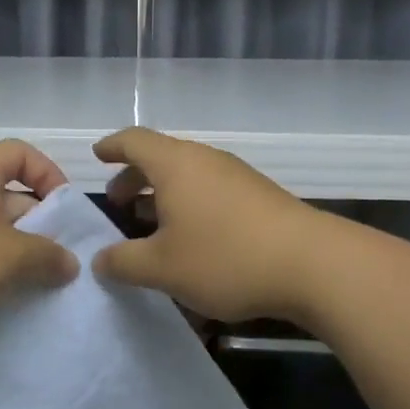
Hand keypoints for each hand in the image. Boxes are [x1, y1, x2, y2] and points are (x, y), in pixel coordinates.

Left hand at [0, 139, 78, 362]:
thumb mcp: (10, 258)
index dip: (49, 174)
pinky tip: (4, 300)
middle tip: (61, 259)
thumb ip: (48, 256)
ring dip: (15, 255)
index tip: (66, 211)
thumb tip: (69, 263)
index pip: (20, 153)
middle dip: (37, 224)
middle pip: (7, 195)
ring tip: (39, 285)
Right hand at [92, 127, 324, 323]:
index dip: (112, 147)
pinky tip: (193, 241)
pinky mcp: (260, 197)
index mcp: (176, 165)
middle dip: (135, 178)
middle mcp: (206, 160)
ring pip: (189, 176)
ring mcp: (237, 177)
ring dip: (164, 195)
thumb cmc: (225, 257)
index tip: (97, 157)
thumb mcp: (162, 268)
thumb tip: (101, 259)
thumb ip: (123, 262)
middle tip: (119, 204)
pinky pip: (211, 192)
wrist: (312, 265)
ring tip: (151, 225)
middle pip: (162, 158)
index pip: (134, 141)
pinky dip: (191, 206)